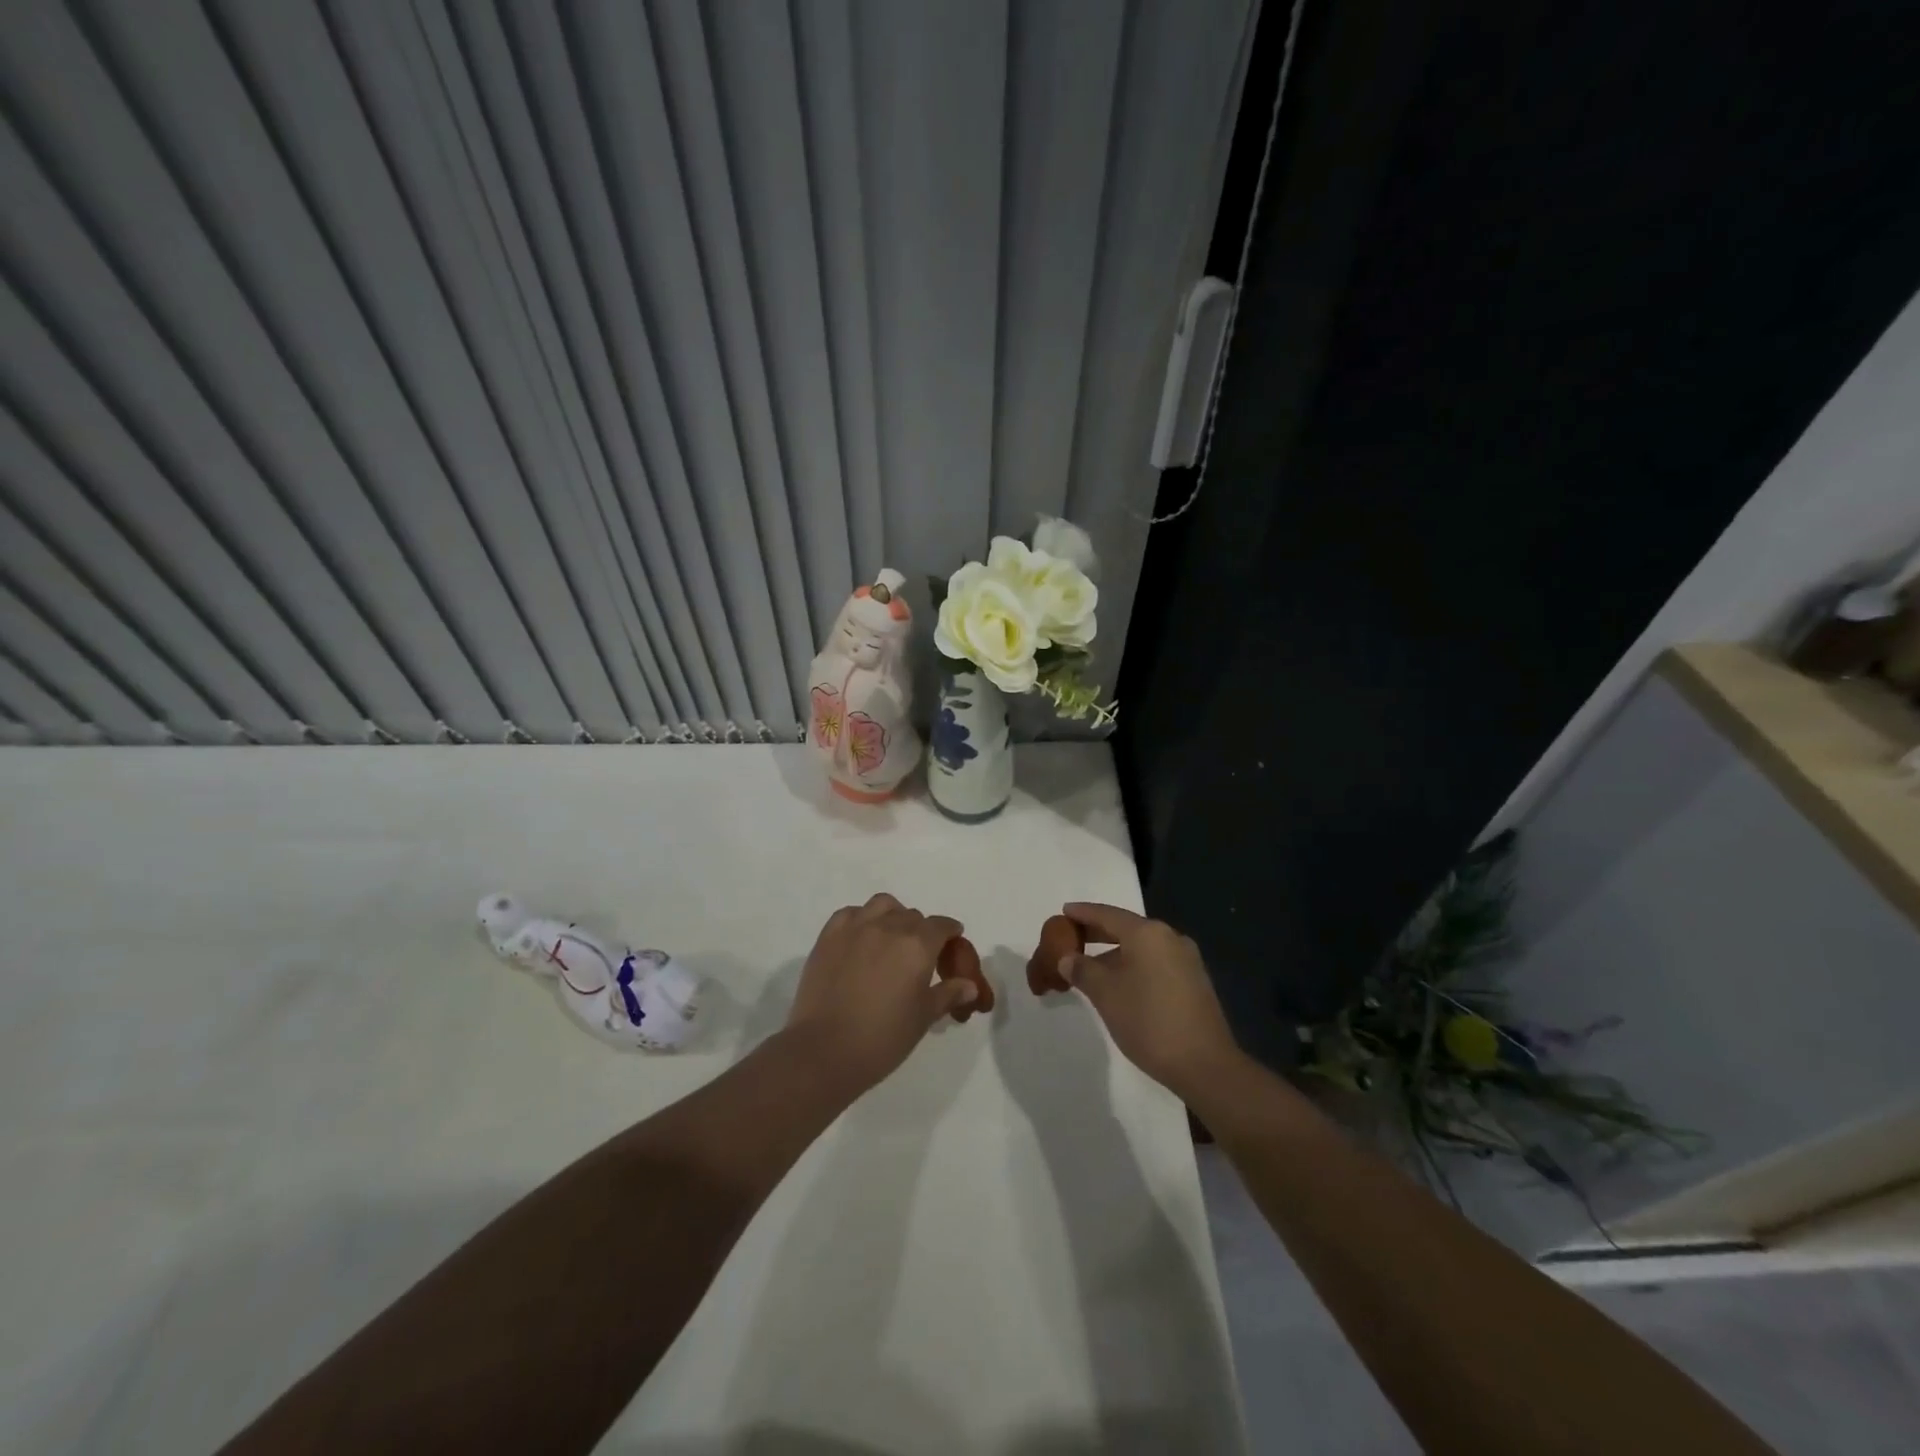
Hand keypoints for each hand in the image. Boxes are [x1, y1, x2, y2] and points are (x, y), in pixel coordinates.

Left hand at [784, 893, 978, 1092]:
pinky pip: (851, 913)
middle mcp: (889, 927)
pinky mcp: (829, 936)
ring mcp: (856, 928)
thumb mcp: (923, 1018)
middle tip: (919, 956)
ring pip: (883, 905)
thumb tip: (969, 985)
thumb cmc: (883, 1038)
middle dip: (922, 931)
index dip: (950, 933)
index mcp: (918, 945)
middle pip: (913, 916)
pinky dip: (861, 919)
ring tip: (890, 939)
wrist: (824, 1050)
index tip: (952, 943)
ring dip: (893, 916)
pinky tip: (861, 939)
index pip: (942, 926)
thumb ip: (948, 994)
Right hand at [1057, 903, 1239, 1101]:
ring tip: (1090, 966)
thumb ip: (1082, 970)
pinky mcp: (1194, 982)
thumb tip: (1067, 958)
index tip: (1063, 912)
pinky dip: (1133, 965)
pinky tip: (1119, 984)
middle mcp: (1169, 938)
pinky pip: (1155, 963)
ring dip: (1115, 953)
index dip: (1082, 913)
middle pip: (1126, 928)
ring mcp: (1186, 960)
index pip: (1107, 914)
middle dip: (1097, 933)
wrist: (1205, 1065)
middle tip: (1071, 938)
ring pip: (1141, 948)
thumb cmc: (1148, 1021)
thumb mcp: (1105, 994)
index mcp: (1148, 933)